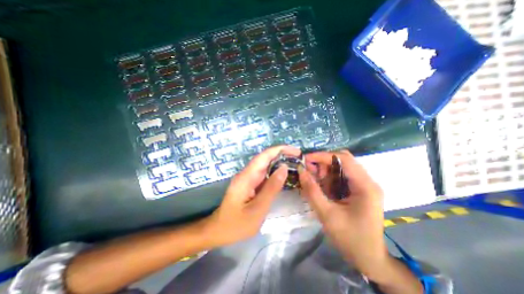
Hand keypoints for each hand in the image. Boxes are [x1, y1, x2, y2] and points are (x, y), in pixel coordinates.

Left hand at [205, 146, 300, 246]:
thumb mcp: (257, 209)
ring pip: (265, 165)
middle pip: (265, 158)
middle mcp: (247, 174)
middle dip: (282, 155)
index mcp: (246, 177)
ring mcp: (248, 178)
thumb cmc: (237, 224)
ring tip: (296, 163)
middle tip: (299, 158)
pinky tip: (284, 174)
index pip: (264, 156)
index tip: (295, 151)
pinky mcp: (250, 184)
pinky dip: (275, 172)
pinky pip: (264, 174)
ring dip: (279, 162)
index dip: (279, 150)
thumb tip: (284, 168)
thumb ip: (271, 188)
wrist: (219, 231)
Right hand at [296, 150, 385, 278]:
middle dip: (323, 163)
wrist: (369, 259)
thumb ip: (312, 191)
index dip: (322, 156)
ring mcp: (364, 185)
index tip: (305, 159)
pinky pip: (341, 177)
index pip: (343, 159)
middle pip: (342, 160)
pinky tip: (320, 186)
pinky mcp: (359, 190)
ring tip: (313, 180)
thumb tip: (300, 170)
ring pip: (340, 167)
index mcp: (365, 186)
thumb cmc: (350, 238)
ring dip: (325, 170)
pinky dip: (328, 178)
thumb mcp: (326, 214)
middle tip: (308, 171)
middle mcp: (367, 181)